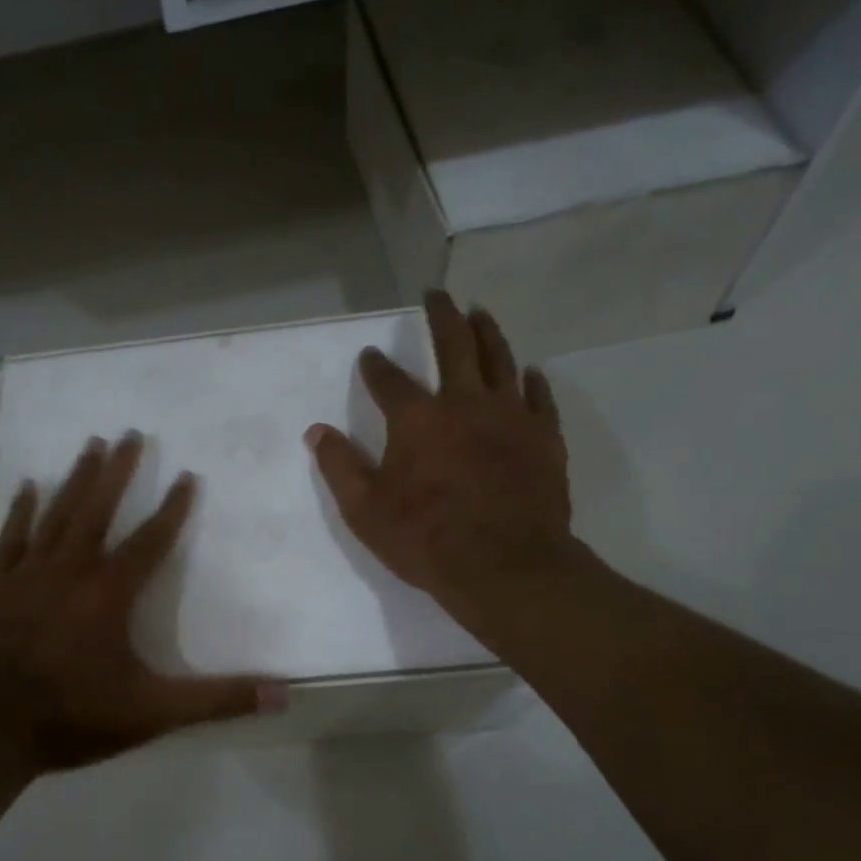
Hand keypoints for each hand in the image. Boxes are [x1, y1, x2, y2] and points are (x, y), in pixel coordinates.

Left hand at [0, 432, 284, 772]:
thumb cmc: (73, 717)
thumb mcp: (153, 713)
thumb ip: (217, 701)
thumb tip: (282, 694)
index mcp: (109, 594)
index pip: (150, 541)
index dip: (172, 508)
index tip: (187, 475)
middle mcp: (70, 571)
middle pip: (98, 510)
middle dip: (118, 471)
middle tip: (130, 433)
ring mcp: (28, 575)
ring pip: (57, 514)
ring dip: (77, 478)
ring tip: (91, 444)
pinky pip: (11, 538)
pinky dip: (20, 511)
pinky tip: (28, 485)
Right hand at [306, 292, 587, 644]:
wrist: (506, 567)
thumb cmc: (427, 540)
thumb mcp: (366, 511)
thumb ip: (340, 467)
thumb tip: (316, 431)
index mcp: (417, 419)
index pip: (389, 380)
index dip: (375, 367)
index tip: (369, 355)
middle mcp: (464, 404)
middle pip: (455, 345)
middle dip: (442, 316)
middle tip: (437, 294)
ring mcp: (510, 417)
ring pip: (500, 359)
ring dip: (488, 332)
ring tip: (480, 313)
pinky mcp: (544, 437)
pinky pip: (539, 397)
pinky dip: (532, 380)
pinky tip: (529, 372)